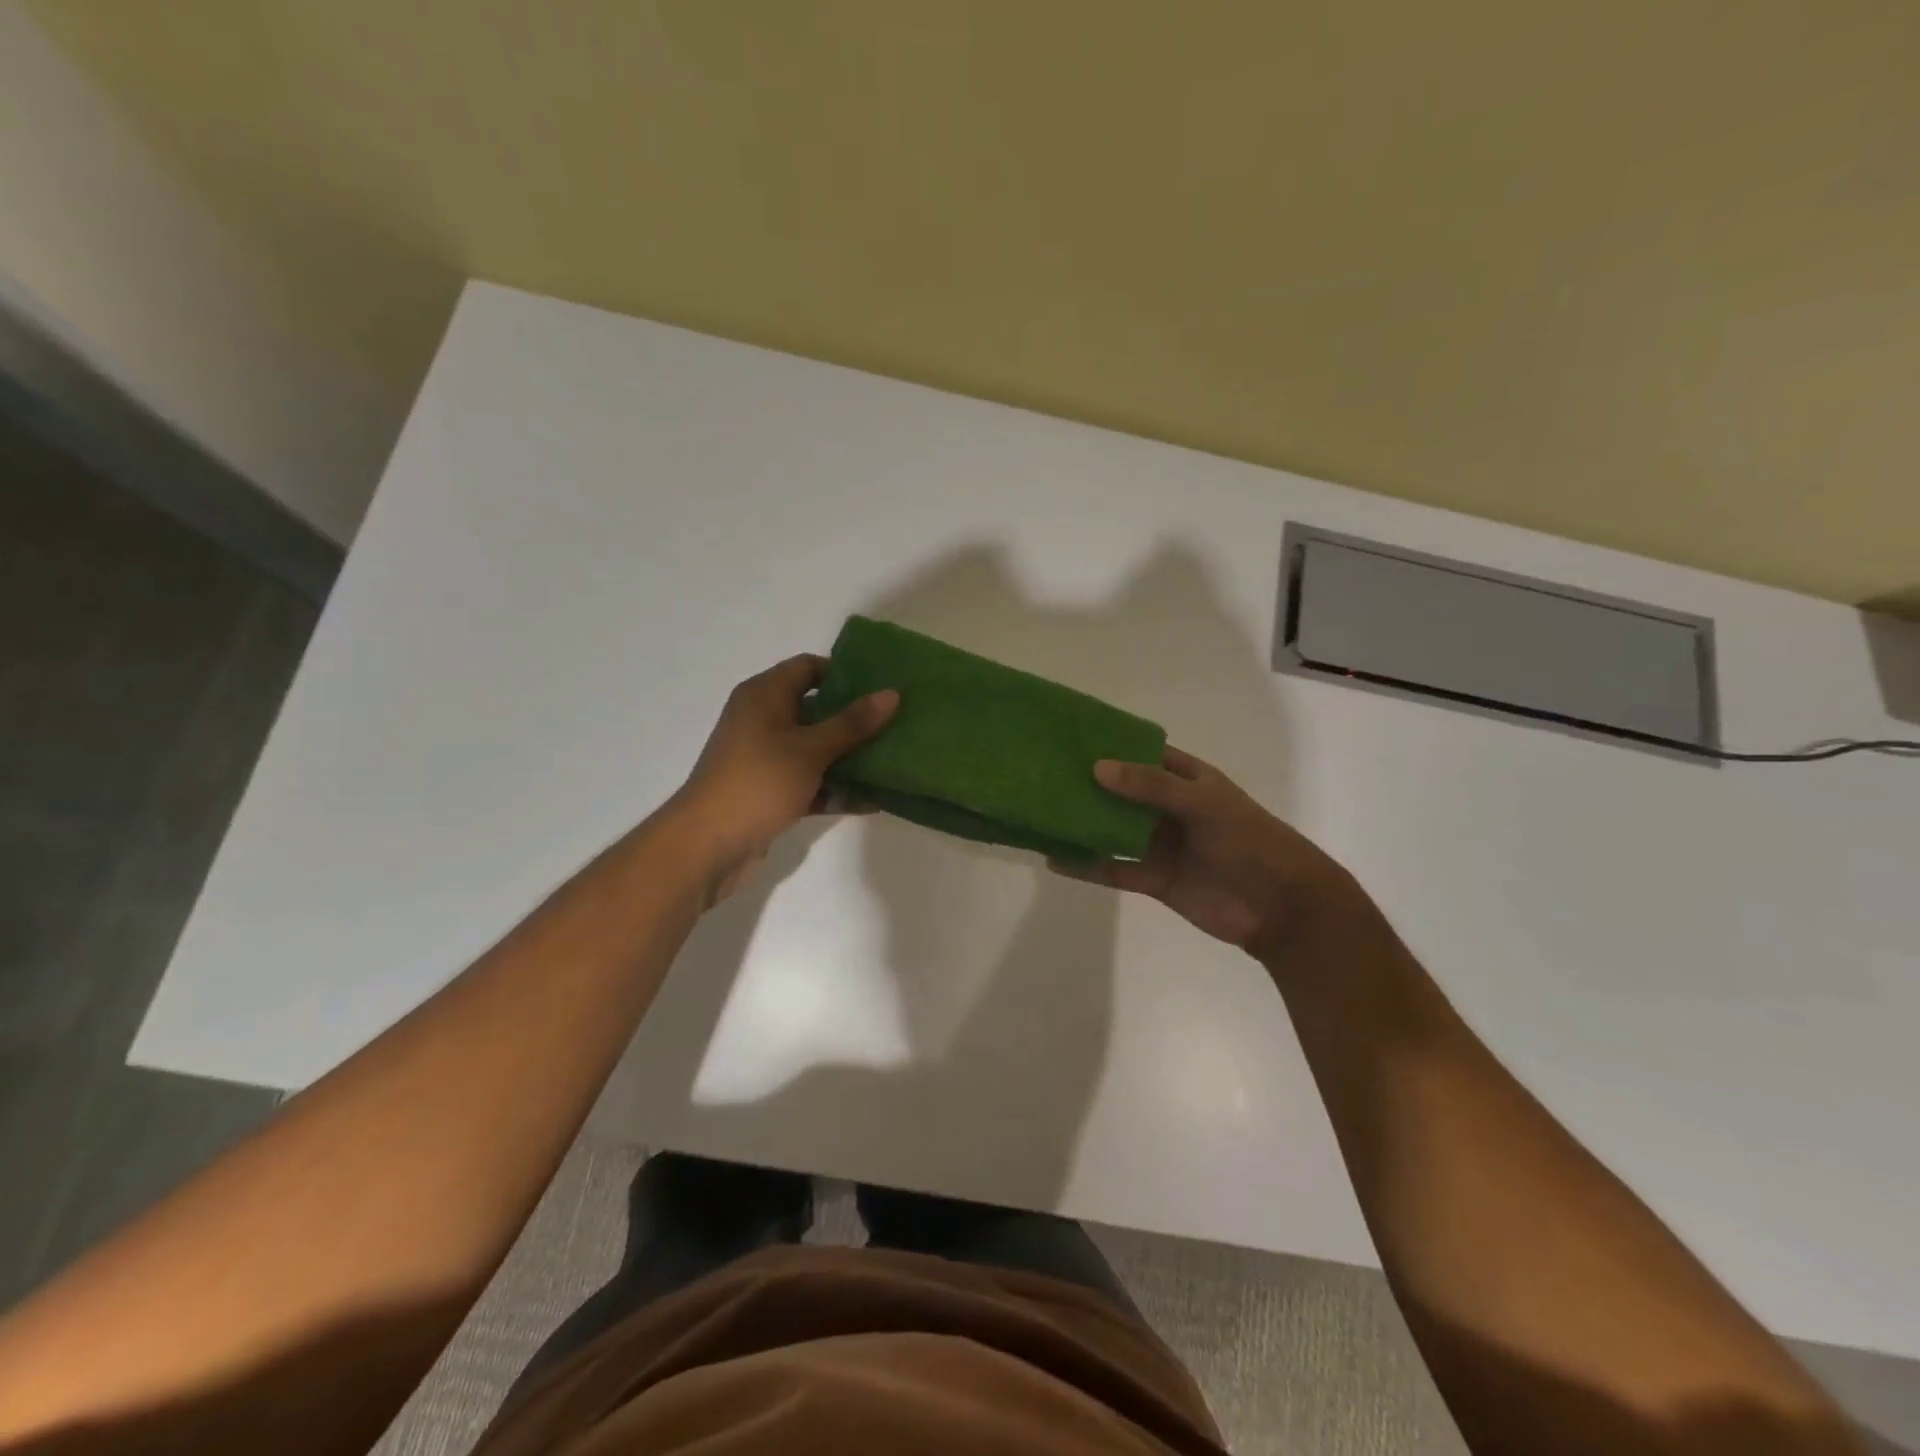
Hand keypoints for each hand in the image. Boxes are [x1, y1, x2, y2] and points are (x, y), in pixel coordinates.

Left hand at [672, 654, 896, 903]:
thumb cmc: (759, 782)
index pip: (808, 668)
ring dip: (850, 757)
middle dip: (855, 718)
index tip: (882, 686)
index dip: (845, 673)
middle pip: (816, 709)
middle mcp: (762, 720)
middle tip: (897, 722)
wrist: (707, 845)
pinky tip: (873, 801)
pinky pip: (810, 782)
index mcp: (764, 696)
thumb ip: (853, 723)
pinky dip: (835, 789)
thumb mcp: (811, 749)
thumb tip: (892, 693)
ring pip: (816, 749)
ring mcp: (766, 759)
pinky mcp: (770, 792)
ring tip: (893, 760)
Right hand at [1054, 747, 1369, 954]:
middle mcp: (1169, 808)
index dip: (1113, 746)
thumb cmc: (1249, 841)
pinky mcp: (1154, 879)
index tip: (1071, 737)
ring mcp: (1160, 844)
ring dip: (1083, 824)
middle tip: (1043, 774)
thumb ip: (1151, 786)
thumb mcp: (1203, 803)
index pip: (1144, 754)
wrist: (1280, 907)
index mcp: (1187, 780)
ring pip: (1113, 830)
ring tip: (1041, 814)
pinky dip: (1086, 866)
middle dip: (1088, 785)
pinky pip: (1114, 868)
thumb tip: (1097, 768)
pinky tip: (1055, 860)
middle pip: (1122, 793)